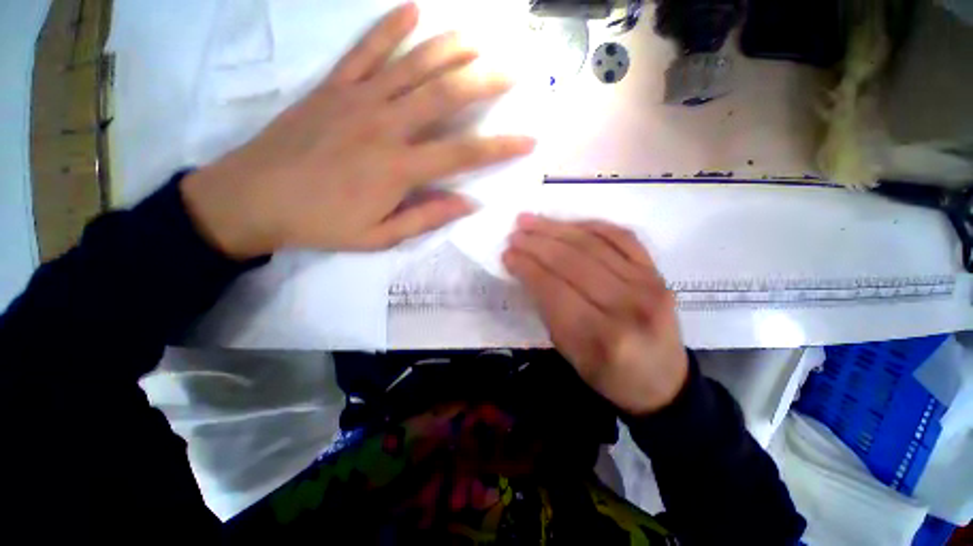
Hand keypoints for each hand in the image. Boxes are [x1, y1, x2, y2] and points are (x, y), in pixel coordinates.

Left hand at [182, 2, 534, 258]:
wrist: (253, 198)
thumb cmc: (321, 223)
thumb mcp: (379, 236)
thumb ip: (426, 218)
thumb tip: (467, 204)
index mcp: (399, 168)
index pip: (463, 154)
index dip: (499, 147)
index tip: (527, 140)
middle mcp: (385, 126)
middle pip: (445, 96)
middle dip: (485, 82)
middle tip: (513, 70)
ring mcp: (357, 99)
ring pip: (412, 65)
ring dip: (449, 48)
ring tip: (477, 38)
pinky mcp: (332, 87)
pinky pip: (365, 50)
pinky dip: (390, 27)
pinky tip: (412, 9)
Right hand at [503, 215, 687, 415]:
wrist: (662, 382)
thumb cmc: (608, 374)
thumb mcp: (569, 353)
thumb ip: (548, 310)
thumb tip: (527, 270)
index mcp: (601, 337)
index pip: (554, 290)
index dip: (527, 268)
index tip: (508, 255)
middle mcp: (627, 306)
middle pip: (572, 262)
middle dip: (537, 244)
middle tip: (515, 233)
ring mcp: (647, 285)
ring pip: (593, 244)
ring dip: (557, 229)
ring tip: (532, 221)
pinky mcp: (657, 272)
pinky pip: (622, 237)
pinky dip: (591, 225)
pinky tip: (569, 223)